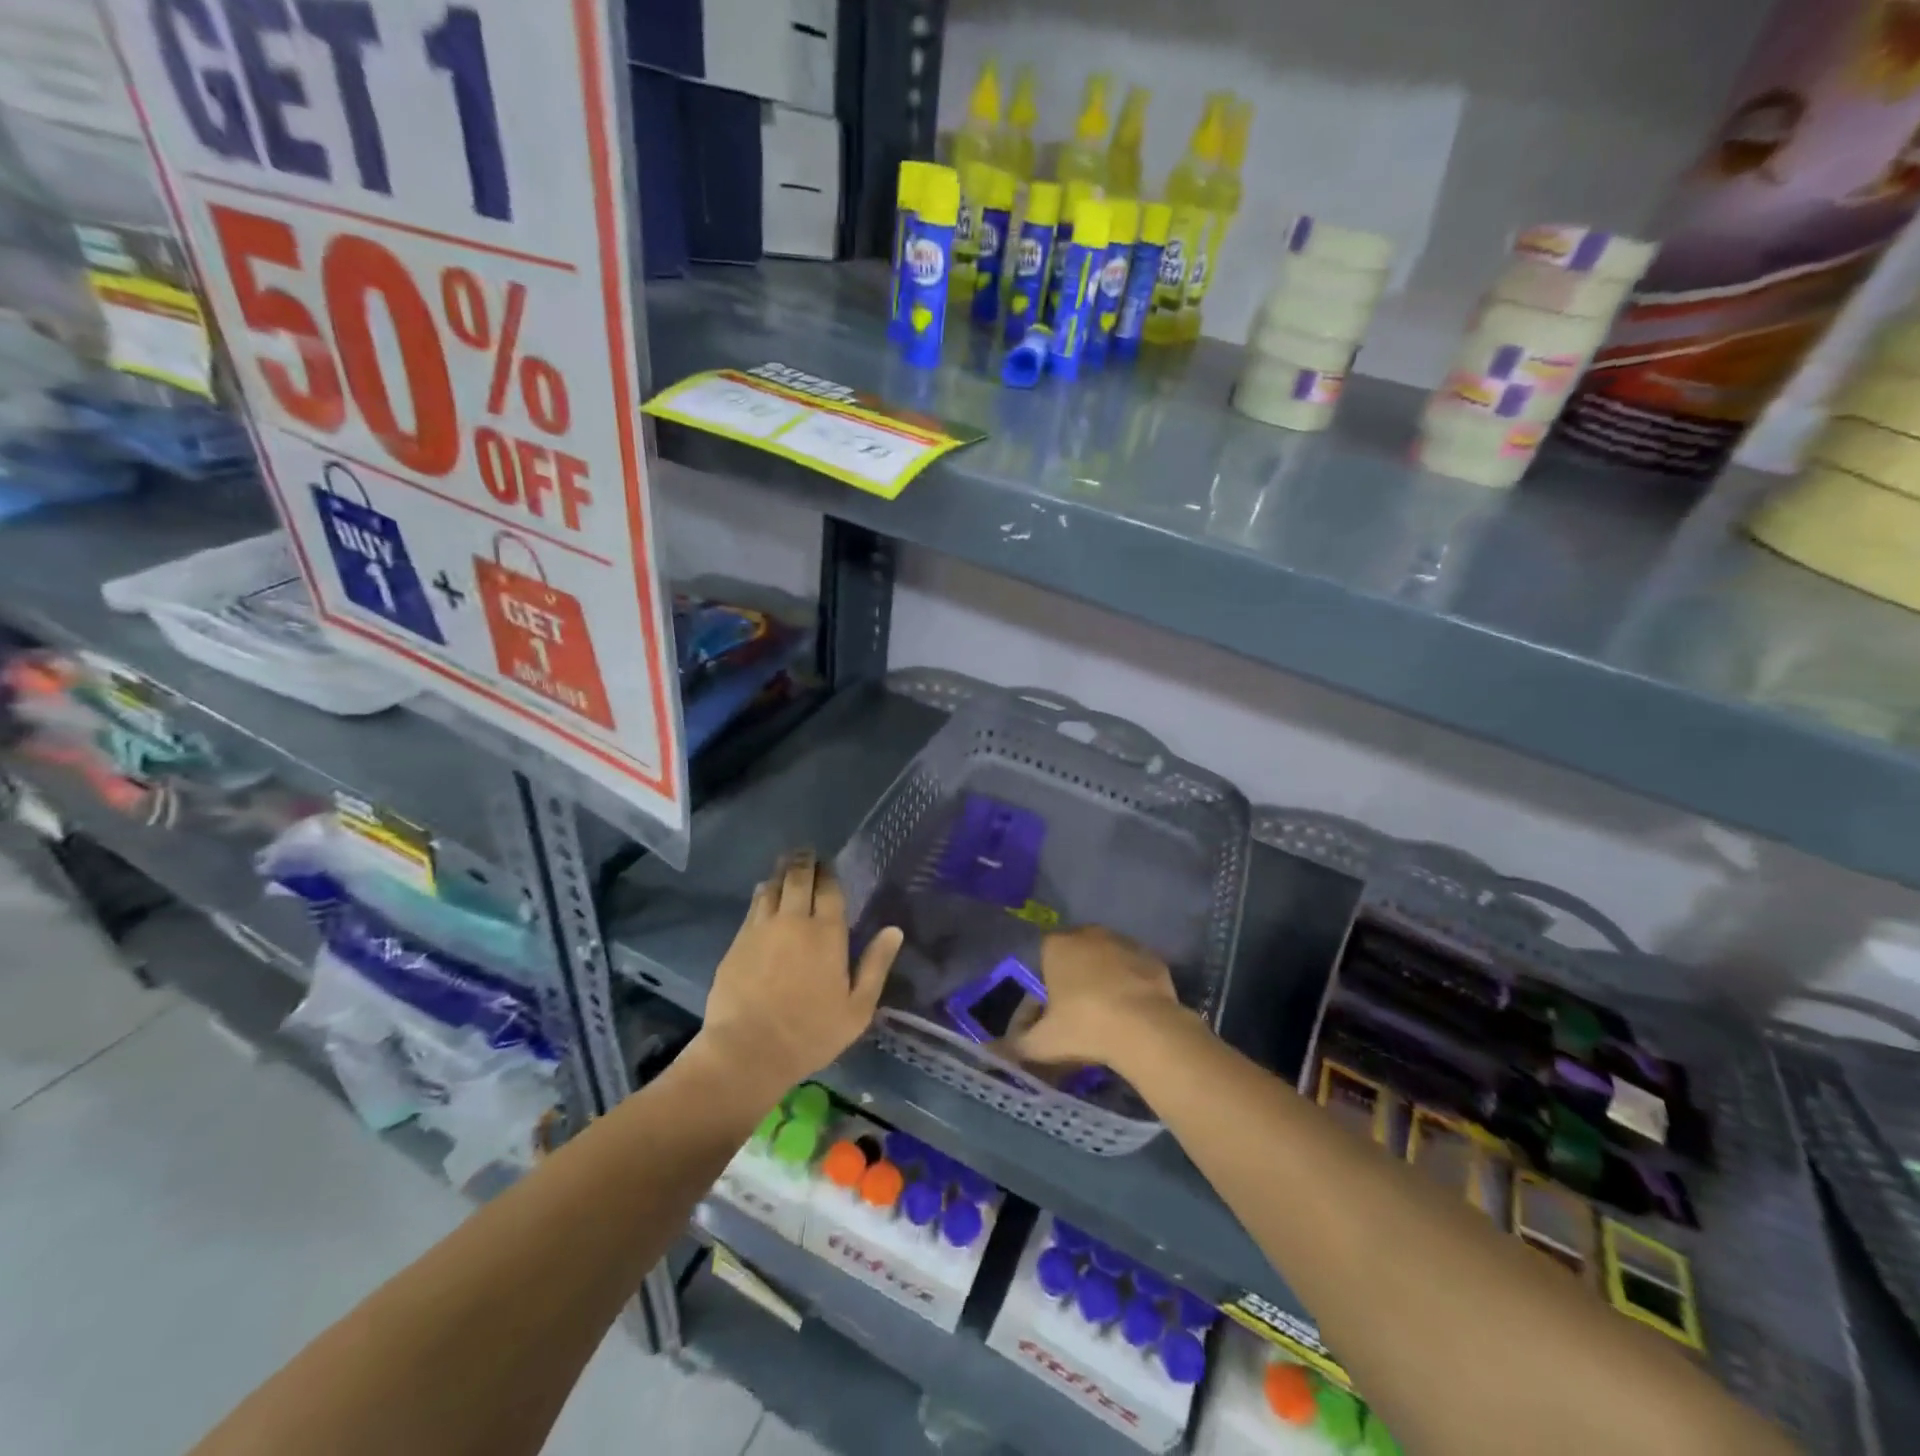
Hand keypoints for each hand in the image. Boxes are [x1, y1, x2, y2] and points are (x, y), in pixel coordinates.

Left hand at [697, 852, 902, 1094]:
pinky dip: (762, 893)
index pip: (829, 889)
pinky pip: (753, 906)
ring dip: (781, 873)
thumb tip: (894, 930)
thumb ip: (876, 965)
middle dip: (803, 861)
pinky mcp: (737, 942)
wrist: (747, 1051)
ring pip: (771, 887)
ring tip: (786, 866)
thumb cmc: (810, 1034)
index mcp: (827, 934)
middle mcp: (793, 921)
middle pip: (797, 878)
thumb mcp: (857, 1009)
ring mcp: (761, 929)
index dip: (829, 873)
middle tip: (806, 853)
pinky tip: (764, 894)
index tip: (829, 865)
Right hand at [1006, 925, 1185, 1069]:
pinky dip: (1130, 982)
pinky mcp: (1150, 956)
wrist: (1145, 1028)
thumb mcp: (1043, 1043)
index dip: (1045, 982)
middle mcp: (1088, 933)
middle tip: (1078, 1011)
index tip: (1051, 1010)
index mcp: (1056, 945)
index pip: (1042, 956)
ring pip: (1105, 957)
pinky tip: (1132, 1009)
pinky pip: (1133, 967)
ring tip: (1107, 1012)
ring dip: (1103, 976)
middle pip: (1075, 953)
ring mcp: (1122, 941)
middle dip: (1074, 976)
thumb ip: (1016, 1045)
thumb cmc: (1085, 1027)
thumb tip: (993, 1050)